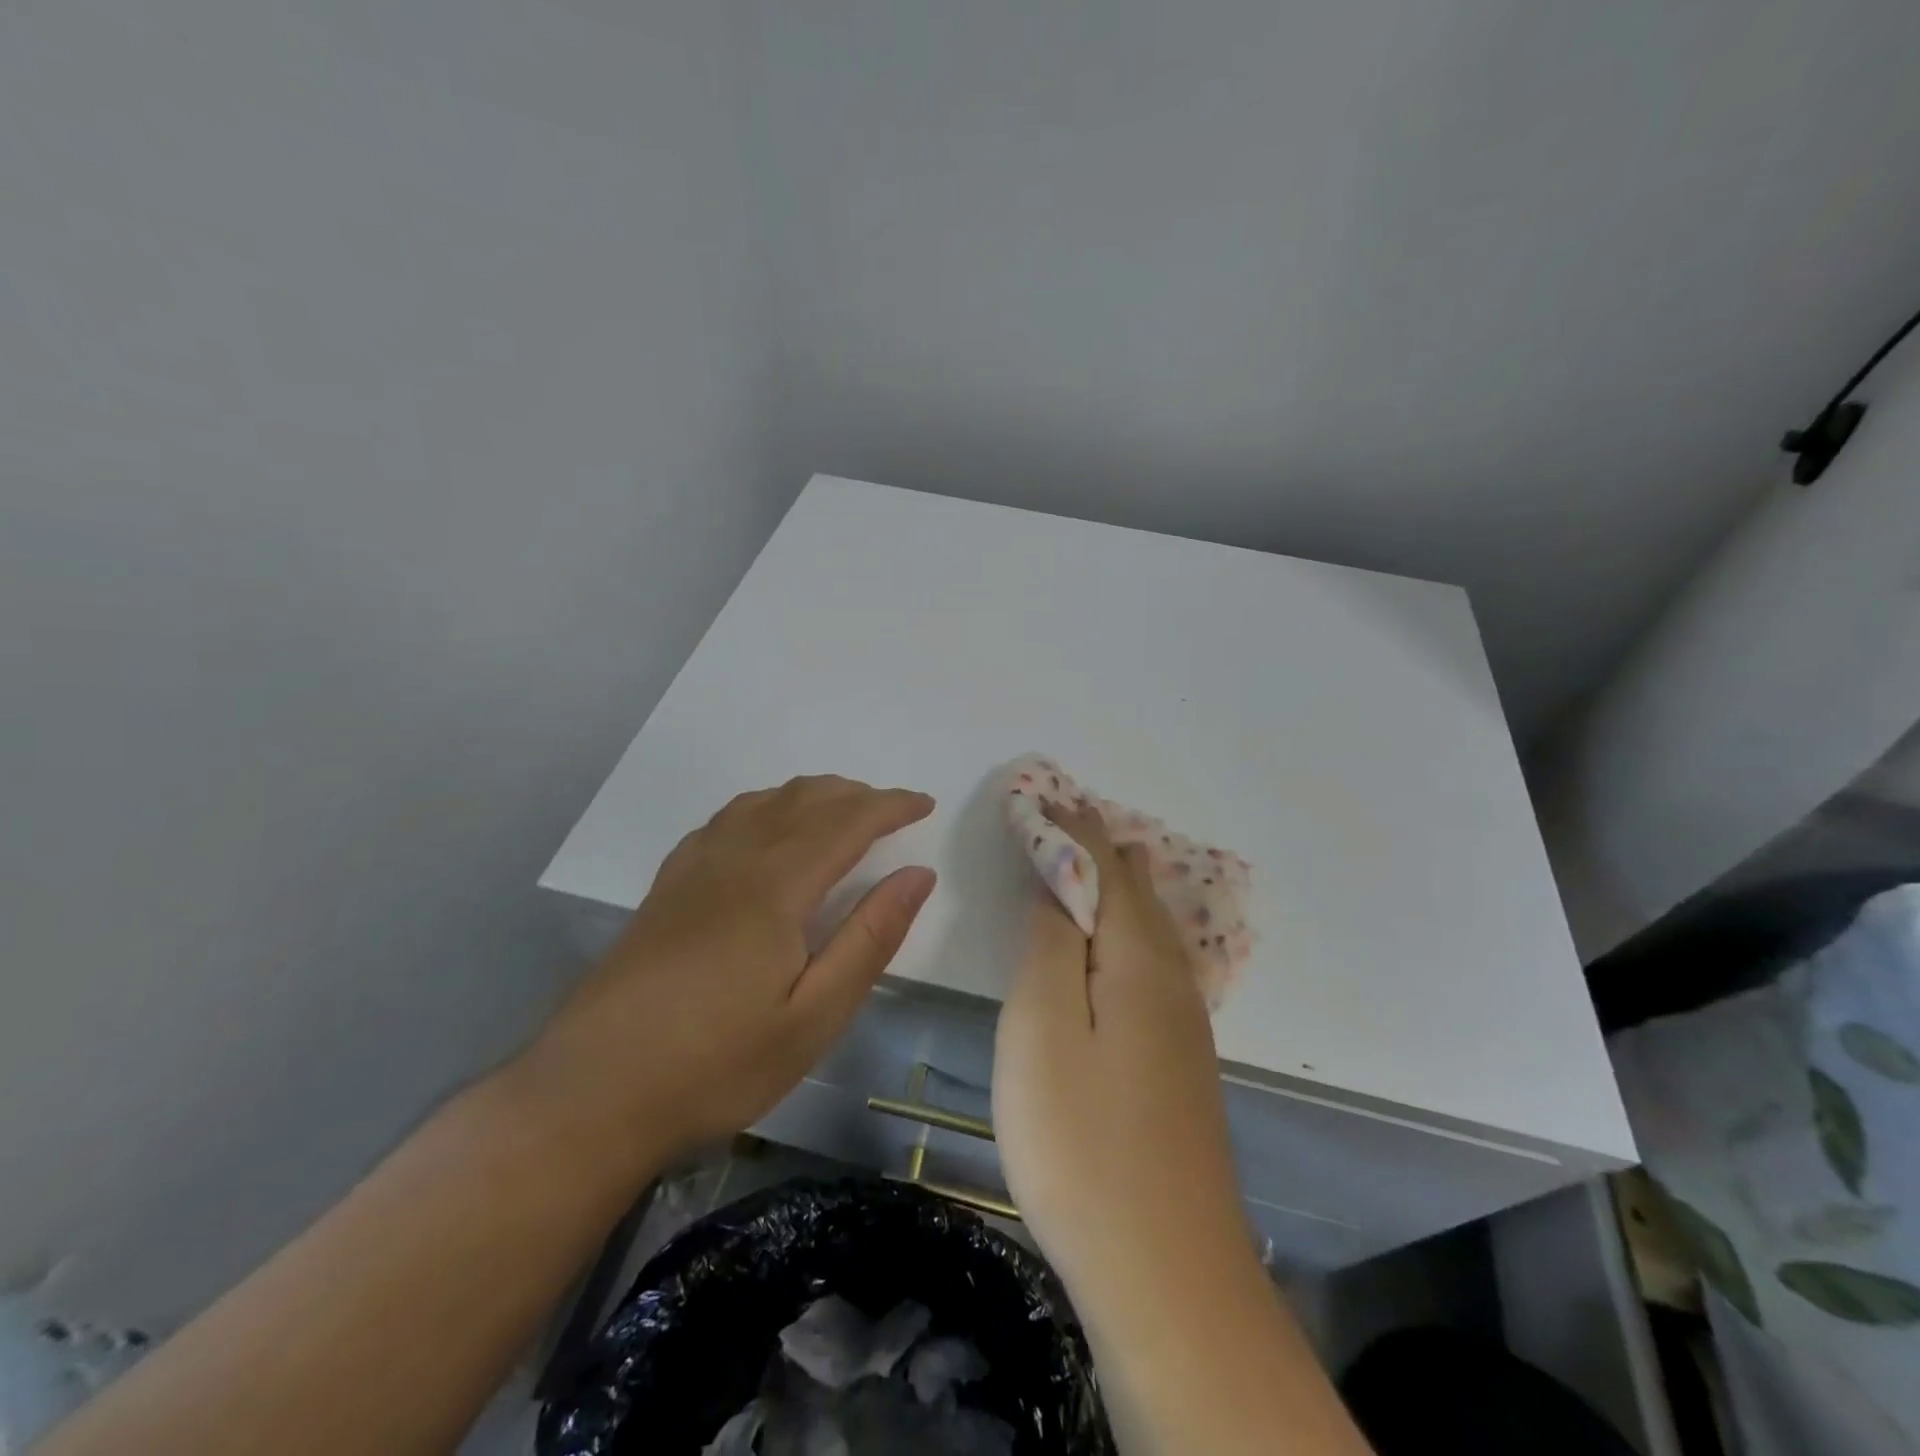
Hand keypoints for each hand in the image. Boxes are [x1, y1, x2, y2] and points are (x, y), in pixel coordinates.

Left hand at [516, 776, 935, 1169]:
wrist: (589, 1095)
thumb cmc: (716, 1064)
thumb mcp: (814, 1017)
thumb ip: (870, 938)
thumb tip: (918, 875)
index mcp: (776, 887)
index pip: (846, 822)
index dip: (890, 806)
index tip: (925, 803)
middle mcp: (734, 860)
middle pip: (804, 801)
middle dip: (856, 795)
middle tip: (893, 809)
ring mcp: (692, 871)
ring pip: (762, 803)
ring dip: (810, 795)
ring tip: (841, 809)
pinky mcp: (665, 889)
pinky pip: (724, 821)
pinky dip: (763, 807)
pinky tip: (764, 828)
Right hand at [992, 802, 1248, 1313]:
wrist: (1166, 1273)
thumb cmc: (1083, 1141)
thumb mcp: (1042, 1028)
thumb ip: (1049, 944)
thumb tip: (1057, 883)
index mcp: (1138, 960)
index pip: (1105, 868)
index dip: (1072, 829)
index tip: (1044, 795)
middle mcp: (1171, 980)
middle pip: (1137, 893)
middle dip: (1102, 849)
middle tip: (1068, 816)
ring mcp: (1183, 1025)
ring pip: (1152, 929)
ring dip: (1122, 886)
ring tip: (1102, 859)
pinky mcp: (1179, 1063)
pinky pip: (1154, 962)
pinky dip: (1130, 928)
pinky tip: (1124, 943)